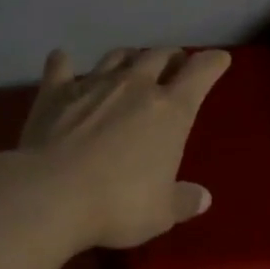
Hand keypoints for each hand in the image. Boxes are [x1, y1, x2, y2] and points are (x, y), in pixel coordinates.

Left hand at [17, 46, 230, 249]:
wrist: (50, 195)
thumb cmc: (118, 204)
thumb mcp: (161, 213)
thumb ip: (183, 201)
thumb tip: (203, 198)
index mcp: (171, 110)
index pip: (201, 71)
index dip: (213, 62)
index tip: (219, 60)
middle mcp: (136, 86)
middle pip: (159, 55)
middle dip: (172, 57)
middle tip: (174, 65)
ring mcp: (93, 84)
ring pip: (118, 56)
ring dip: (130, 57)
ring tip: (132, 64)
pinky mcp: (55, 92)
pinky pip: (61, 67)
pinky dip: (64, 63)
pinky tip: (62, 60)